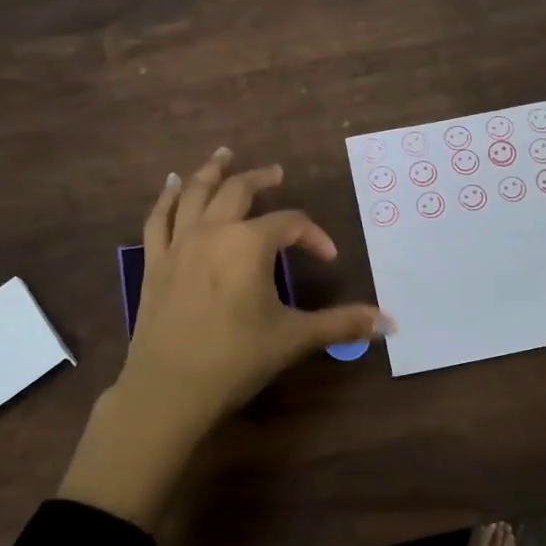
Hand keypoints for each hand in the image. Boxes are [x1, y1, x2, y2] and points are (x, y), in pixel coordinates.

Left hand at [58, 147, 391, 529]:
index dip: (314, 236)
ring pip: (194, 194)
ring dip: (210, 172)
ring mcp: (179, 245)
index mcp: (250, 244)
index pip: (291, 224)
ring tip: (222, 155)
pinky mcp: (154, 264)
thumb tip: (390, 323)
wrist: (168, 389)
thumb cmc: (236, 358)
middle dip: (261, 179)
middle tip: (277, 173)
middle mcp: (213, 232)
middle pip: (239, 191)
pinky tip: (170, 184)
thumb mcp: (294, 338)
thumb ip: (342, 324)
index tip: (328, 259)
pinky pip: (158, 219)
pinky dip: (165, 197)